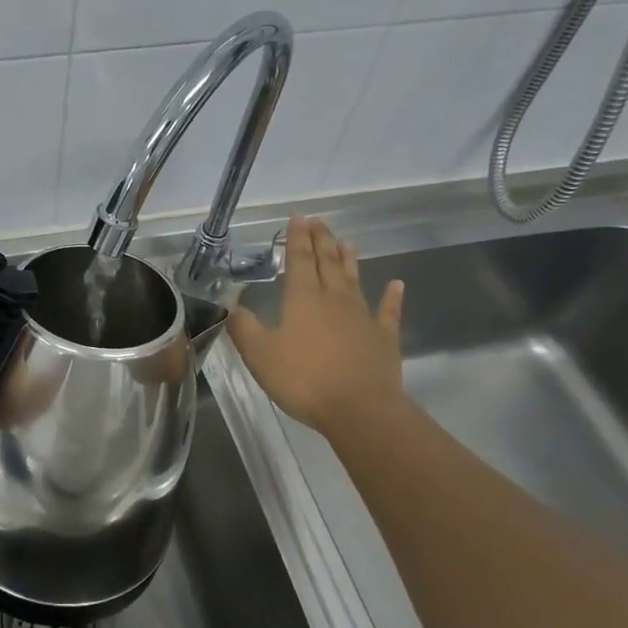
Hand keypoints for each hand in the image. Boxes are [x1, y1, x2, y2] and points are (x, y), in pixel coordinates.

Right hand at [228, 217, 406, 438]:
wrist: (360, 409)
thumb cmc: (304, 379)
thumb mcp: (260, 354)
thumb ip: (243, 327)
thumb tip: (230, 303)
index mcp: (303, 299)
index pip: (299, 260)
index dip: (297, 238)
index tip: (298, 217)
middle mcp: (334, 299)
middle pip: (327, 262)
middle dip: (321, 240)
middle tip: (318, 221)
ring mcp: (362, 316)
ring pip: (354, 280)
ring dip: (348, 260)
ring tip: (345, 241)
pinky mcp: (384, 337)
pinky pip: (388, 311)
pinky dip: (392, 297)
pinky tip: (396, 285)